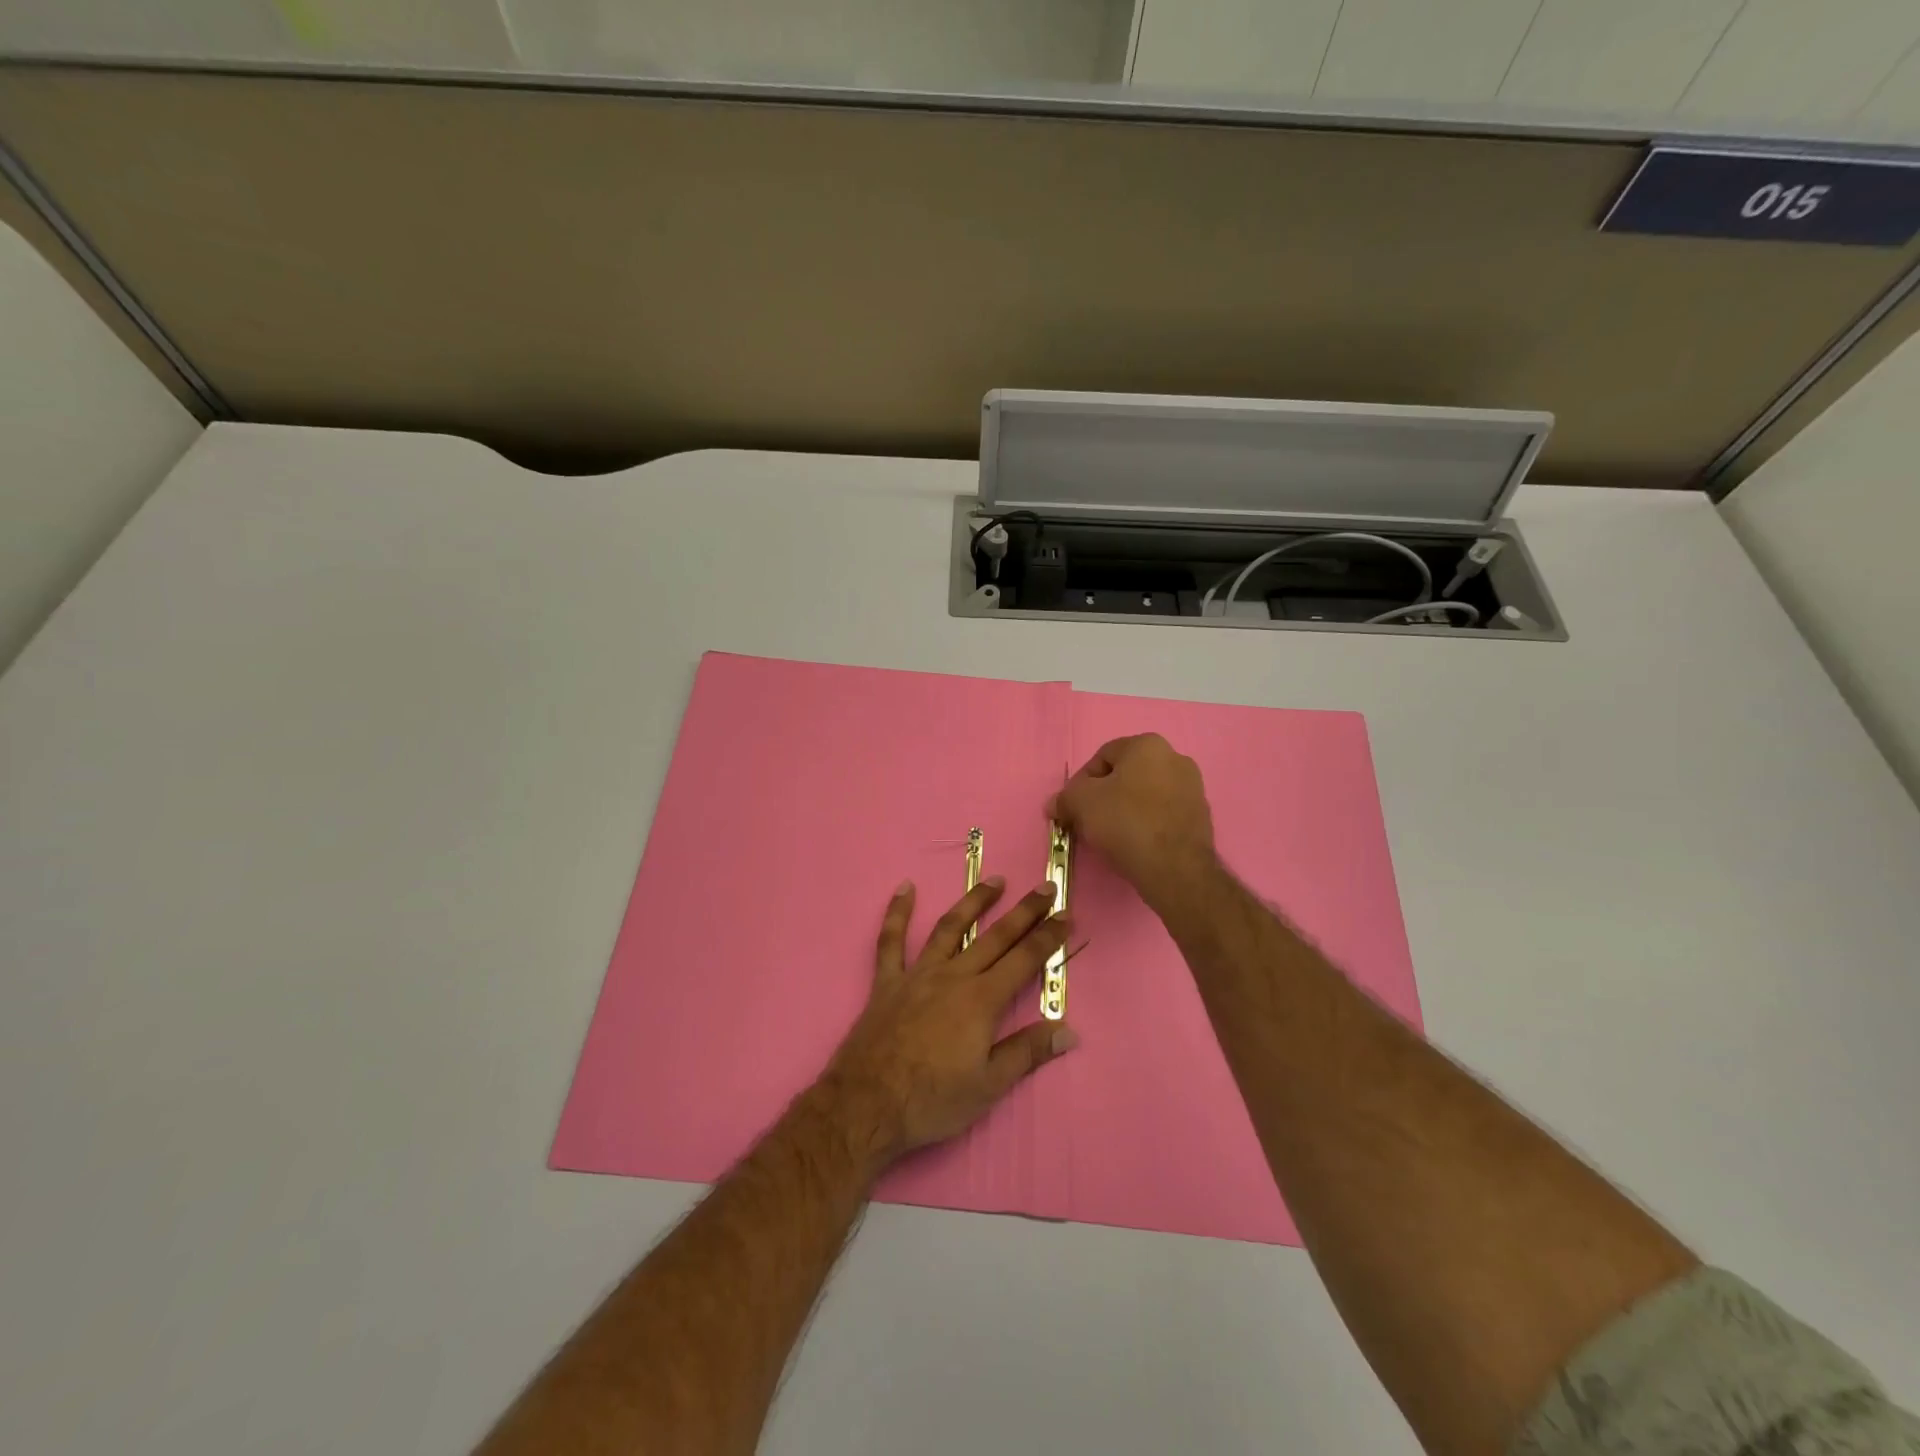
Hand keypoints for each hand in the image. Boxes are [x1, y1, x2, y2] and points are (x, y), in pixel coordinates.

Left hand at [820, 877, 1077, 1169]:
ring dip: (974, 902)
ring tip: (994, 881)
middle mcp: (953, 977)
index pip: (1024, 960)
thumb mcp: (988, 1086)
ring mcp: (917, 975)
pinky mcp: (887, 982)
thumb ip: (1027, 1053)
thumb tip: (1069, 1031)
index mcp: (981, 1000)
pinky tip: (905, 888)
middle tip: (1045, 887)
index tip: (1067, 914)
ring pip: (949, 928)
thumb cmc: (932, 1100)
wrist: (867, 1105)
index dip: (1048, 937)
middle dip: (1024, 912)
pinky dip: (897, 913)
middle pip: (995, 937)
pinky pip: (890, 941)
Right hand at [1049, 734, 1215, 906]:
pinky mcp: (1201, 816)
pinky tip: (1135, 844)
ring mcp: (1193, 788)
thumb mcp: (1081, 803)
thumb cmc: (1125, 822)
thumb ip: (1064, 798)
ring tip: (1111, 836)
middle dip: (1104, 796)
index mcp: (1148, 745)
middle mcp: (1175, 758)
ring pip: (1145, 795)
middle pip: (1125, 775)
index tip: (1073, 807)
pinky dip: (1146, 824)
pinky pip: (1163, 814)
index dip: (1081, 782)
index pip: (1102, 757)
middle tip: (1089, 821)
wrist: (1175, 868)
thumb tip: (1054, 804)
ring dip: (1125, 810)